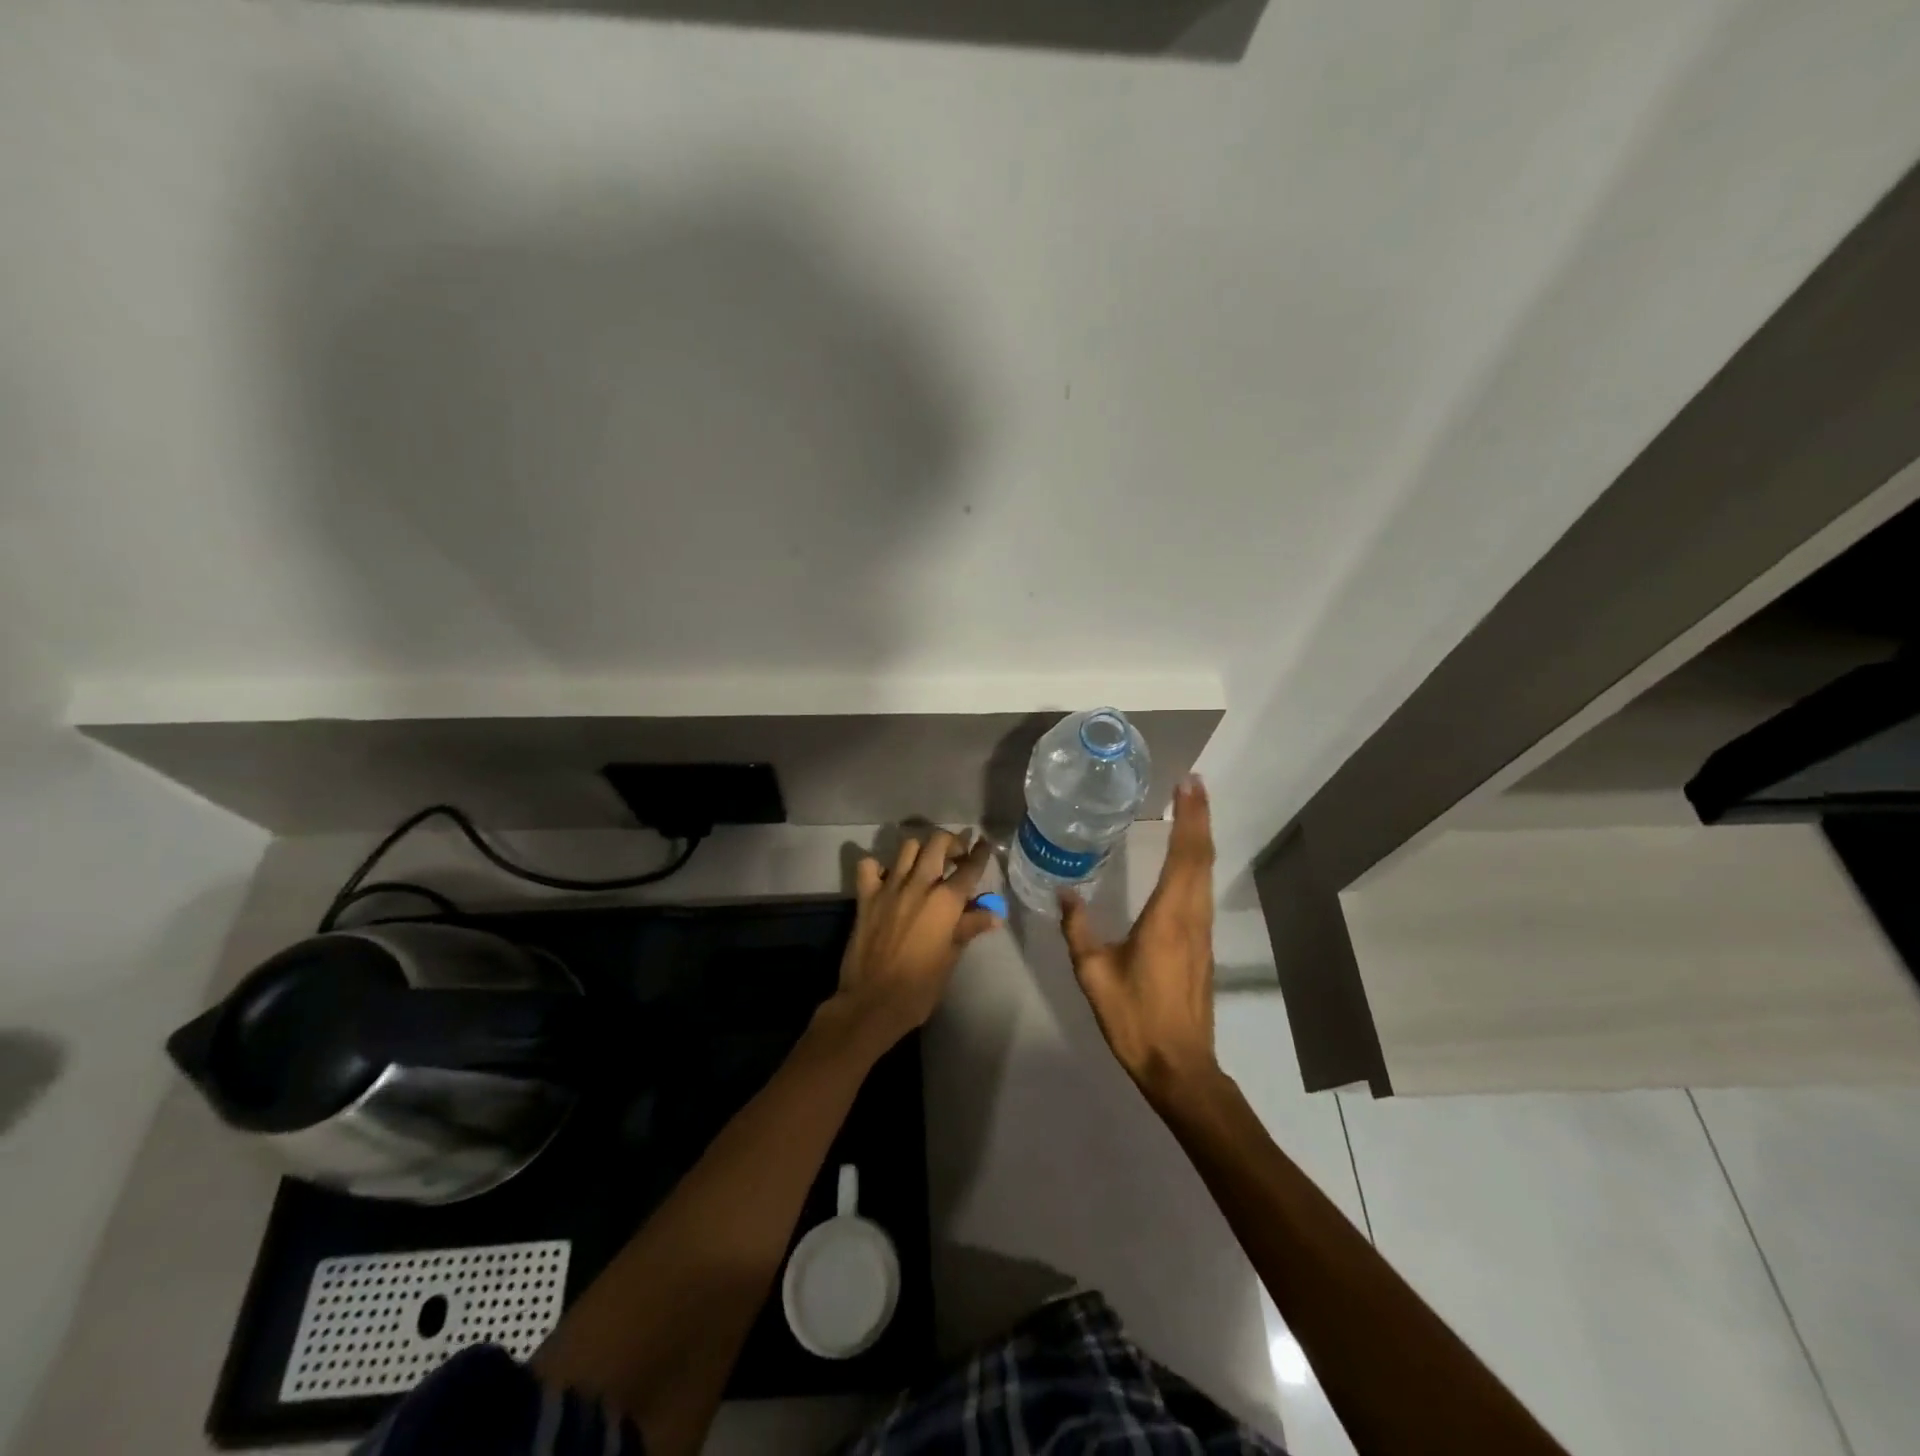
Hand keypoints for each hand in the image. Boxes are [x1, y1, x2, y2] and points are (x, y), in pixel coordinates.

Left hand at [835, 829, 1000, 1047]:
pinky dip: (878, 866)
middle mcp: (919, 885)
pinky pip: (869, 866)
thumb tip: (993, 914)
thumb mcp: (951, 958)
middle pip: (937, 843)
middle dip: (952, 842)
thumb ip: (969, 928)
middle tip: (956, 856)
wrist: (872, 1002)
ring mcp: (889, 887)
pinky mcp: (865, 896)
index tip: (985, 844)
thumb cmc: (919, 986)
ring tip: (925, 865)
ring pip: (907, 847)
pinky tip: (887, 878)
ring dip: (920, 850)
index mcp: (945, 901)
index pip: (970, 867)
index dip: (980, 853)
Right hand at [1061, 777, 1217, 1102]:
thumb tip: (1066, 893)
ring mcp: (1202, 931)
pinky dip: (1198, 862)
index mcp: (1169, 917)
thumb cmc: (1134, 1017)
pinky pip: (1203, 890)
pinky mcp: (1202, 945)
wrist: (1179, 1065)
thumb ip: (1079, 930)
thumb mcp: (1094, 973)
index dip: (1190, 817)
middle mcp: (1192, 916)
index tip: (1189, 784)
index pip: (1186, 856)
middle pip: (1202, 857)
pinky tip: (1187, 859)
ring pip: (1206, 873)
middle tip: (1192, 784)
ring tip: (1191, 809)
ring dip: (1201, 837)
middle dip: (1200, 817)